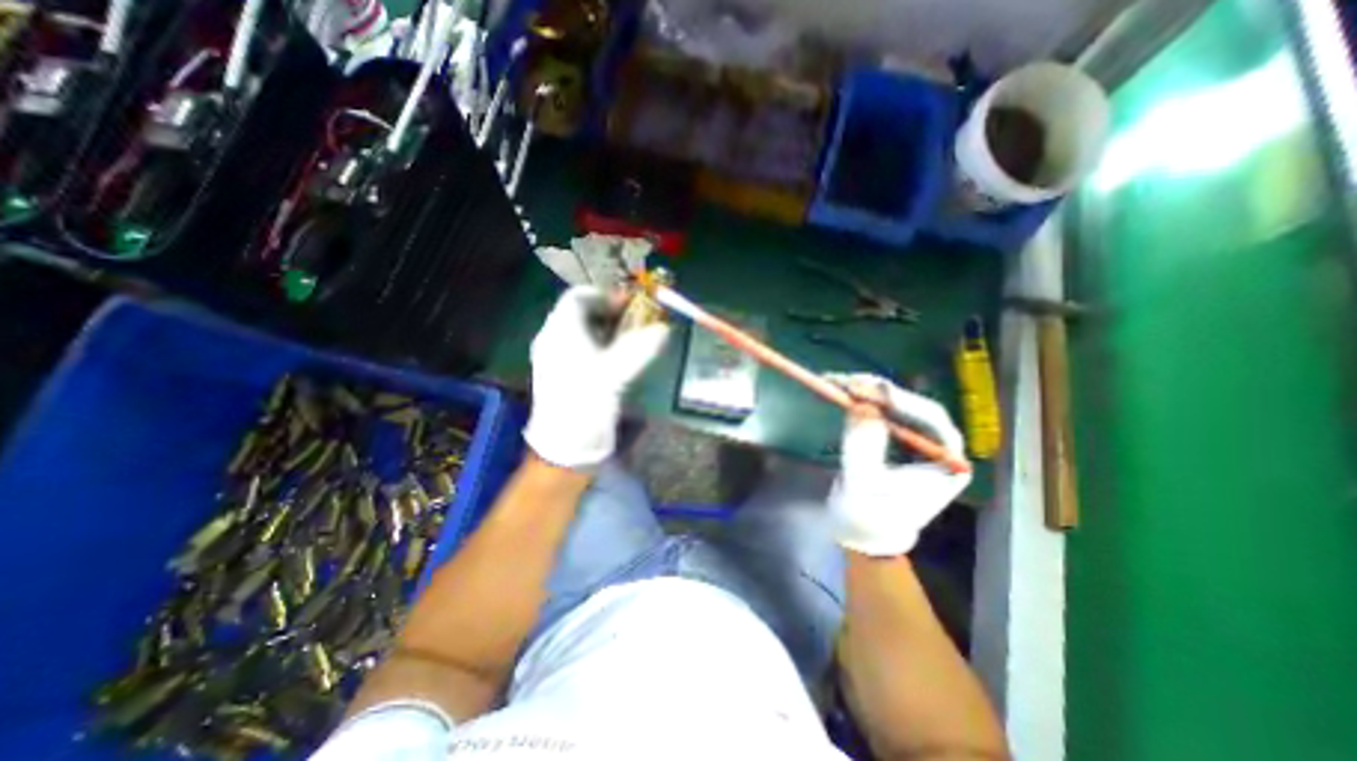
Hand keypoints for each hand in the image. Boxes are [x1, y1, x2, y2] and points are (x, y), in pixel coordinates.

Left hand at [520, 286, 666, 470]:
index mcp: (560, 332)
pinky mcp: (563, 375)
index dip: (606, 295)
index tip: (632, 305)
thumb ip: (639, 348)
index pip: (579, 297)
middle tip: (637, 322)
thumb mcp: (614, 374)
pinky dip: (603, 347)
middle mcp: (554, 340)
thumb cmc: (584, 404)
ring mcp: (557, 358)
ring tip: (633, 340)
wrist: (564, 448)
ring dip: (609, 331)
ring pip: (583, 332)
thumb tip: (664, 329)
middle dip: (611, 313)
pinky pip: (584, 350)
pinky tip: (619, 361)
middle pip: (582, 313)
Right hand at [823, 371, 968, 556]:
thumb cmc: (869, 519)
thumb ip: (863, 446)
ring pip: (896, 406)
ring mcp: (917, 441)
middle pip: (912, 407)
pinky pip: (881, 412)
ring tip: (839, 381)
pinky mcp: (896, 439)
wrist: (863, 535)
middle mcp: (937, 447)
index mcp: (946, 463)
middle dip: (878, 392)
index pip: (932, 420)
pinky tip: (842, 391)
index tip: (873, 390)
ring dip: (866, 391)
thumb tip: (861, 405)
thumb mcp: (863, 485)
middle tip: (847, 381)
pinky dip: (861, 400)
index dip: (902, 401)